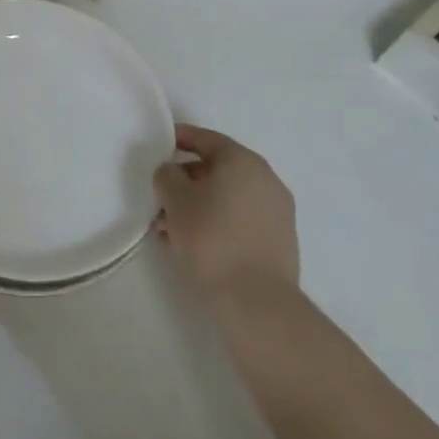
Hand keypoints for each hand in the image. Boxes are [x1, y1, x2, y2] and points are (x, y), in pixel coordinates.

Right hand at [153, 125, 298, 298]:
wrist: (257, 301)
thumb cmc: (212, 237)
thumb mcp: (174, 198)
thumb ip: (166, 175)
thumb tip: (173, 173)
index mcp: (242, 161)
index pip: (206, 139)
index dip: (179, 138)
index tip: (159, 144)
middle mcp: (265, 179)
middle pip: (217, 169)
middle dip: (185, 181)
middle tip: (160, 195)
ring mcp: (276, 212)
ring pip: (227, 198)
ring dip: (198, 205)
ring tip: (169, 228)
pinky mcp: (279, 241)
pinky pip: (239, 219)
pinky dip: (216, 222)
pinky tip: (192, 243)